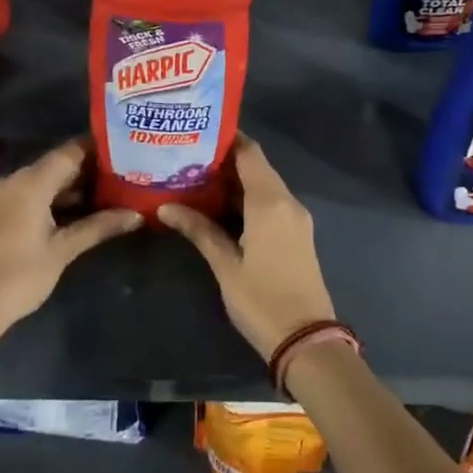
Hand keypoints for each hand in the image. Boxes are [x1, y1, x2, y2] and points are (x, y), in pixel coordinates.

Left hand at [0, 139, 141, 350]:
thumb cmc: (18, 275)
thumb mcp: (63, 250)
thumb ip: (99, 227)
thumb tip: (136, 215)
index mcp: (31, 181)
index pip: (71, 151)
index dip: (100, 150)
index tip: (127, 153)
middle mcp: (16, 179)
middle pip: (59, 164)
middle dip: (91, 171)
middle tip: (126, 176)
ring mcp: (4, 196)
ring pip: (46, 181)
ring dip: (74, 188)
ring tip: (111, 195)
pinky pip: (33, 194)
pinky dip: (56, 200)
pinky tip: (80, 213)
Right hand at [160, 134, 334, 359]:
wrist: (307, 341)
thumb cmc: (262, 300)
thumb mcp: (225, 265)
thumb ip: (199, 230)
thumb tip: (165, 206)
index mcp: (270, 202)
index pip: (249, 153)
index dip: (226, 138)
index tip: (197, 131)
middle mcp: (287, 201)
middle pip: (257, 166)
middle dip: (225, 159)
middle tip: (188, 156)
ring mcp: (296, 218)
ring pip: (264, 185)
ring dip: (236, 180)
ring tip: (197, 177)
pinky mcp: (297, 234)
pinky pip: (272, 203)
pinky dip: (249, 197)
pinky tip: (221, 206)